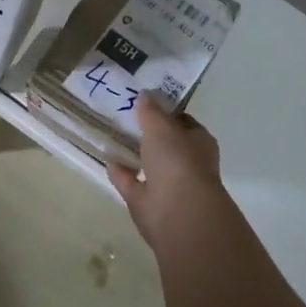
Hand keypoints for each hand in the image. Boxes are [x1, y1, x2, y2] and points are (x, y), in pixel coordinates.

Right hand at [108, 96, 225, 249]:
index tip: (145, 102)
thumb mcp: (161, 126)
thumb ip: (151, 111)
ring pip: (148, 164)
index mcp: (198, 142)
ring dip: (133, 154)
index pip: (183, 122)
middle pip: (165, 143)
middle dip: (148, 133)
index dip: (166, 112)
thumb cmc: (177, 160)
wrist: (178, 211)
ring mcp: (167, 184)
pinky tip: (107, 159)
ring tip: (111, 136)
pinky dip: (121, 172)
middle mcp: (186, 163)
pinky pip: (131, 182)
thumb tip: (145, 95)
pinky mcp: (148, 202)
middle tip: (124, 117)